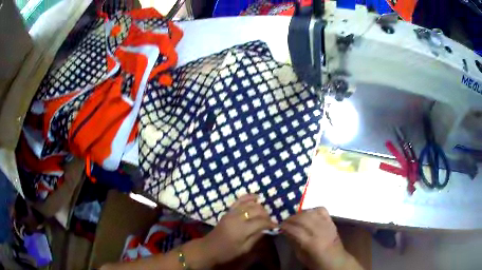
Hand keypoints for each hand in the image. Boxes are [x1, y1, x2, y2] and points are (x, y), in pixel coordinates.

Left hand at [202, 194, 276, 264]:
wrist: (209, 248)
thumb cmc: (227, 252)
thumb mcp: (244, 249)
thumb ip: (256, 237)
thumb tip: (266, 228)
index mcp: (242, 230)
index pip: (261, 222)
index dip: (270, 223)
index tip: (276, 225)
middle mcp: (237, 218)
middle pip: (257, 210)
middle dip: (266, 214)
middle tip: (269, 221)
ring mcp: (232, 213)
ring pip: (250, 204)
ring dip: (259, 207)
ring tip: (264, 213)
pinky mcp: (228, 211)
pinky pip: (239, 200)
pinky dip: (249, 197)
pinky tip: (256, 197)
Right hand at [281, 207, 360, 269]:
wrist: (336, 260)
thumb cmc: (316, 262)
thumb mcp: (301, 256)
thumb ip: (294, 242)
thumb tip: (285, 231)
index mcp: (312, 244)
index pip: (296, 230)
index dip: (285, 226)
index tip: (278, 225)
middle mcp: (321, 232)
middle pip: (304, 218)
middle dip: (291, 218)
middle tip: (284, 220)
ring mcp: (328, 225)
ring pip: (312, 212)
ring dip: (300, 213)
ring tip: (294, 217)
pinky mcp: (332, 221)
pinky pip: (321, 210)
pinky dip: (312, 209)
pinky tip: (307, 214)